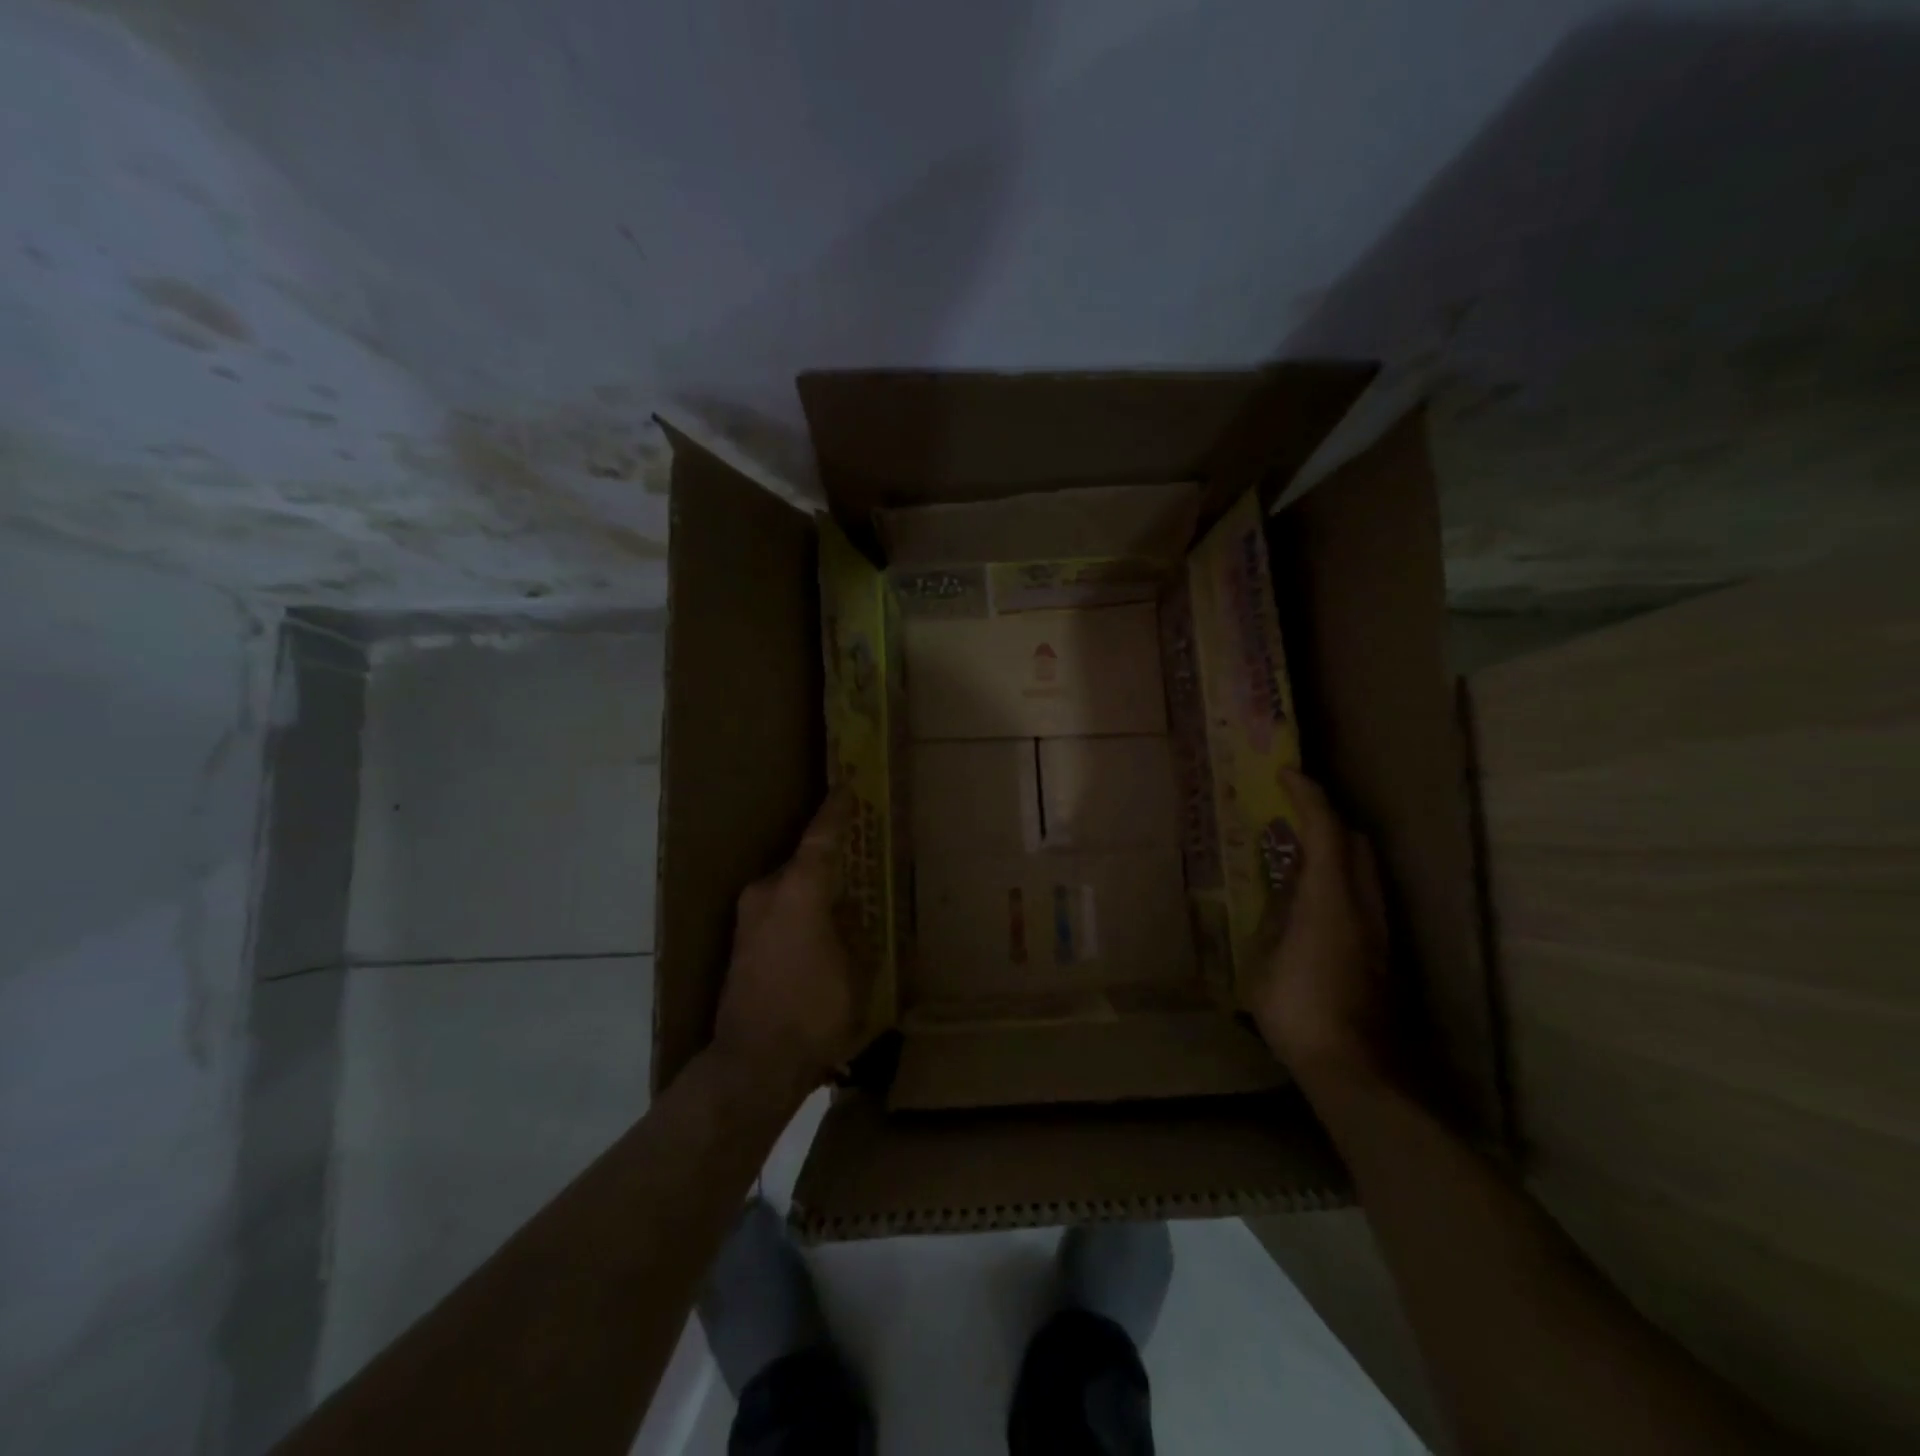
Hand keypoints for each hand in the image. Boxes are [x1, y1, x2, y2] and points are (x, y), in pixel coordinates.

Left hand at [713, 790, 866, 1094]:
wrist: (752, 1063)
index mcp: (798, 892)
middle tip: (855, 856)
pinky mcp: (740, 944)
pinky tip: (817, 932)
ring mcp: (747, 919)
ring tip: (840, 900)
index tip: (846, 787)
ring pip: (788, 889)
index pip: (820, 839)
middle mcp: (766, 895)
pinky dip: (798, 912)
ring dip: (812, 890)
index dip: (835, 812)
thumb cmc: (814, 1012)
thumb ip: (854, 934)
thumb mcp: (855, 972)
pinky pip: (777, 911)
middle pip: (802, 864)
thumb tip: (850, 917)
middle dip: (828, 860)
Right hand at [1249, 769, 1393, 1088]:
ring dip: (1335, 850)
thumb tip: (1282, 895)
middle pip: (1356, 842)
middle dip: (1326, 819)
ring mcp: (1378, 930)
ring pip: (1364, 869)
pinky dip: (1338, 879)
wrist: (1354, 1068)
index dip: (1308, 795)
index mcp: (1330, 897)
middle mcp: (1363, 905)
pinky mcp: (1381, 953)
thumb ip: (1275, 919)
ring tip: (1295, 856)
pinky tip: (1310, 902)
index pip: (1326, 829)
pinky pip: (1361, 895)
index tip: (1286, 773)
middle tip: (1290, 816)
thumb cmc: (1298, 1008)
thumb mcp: (1265, 959)